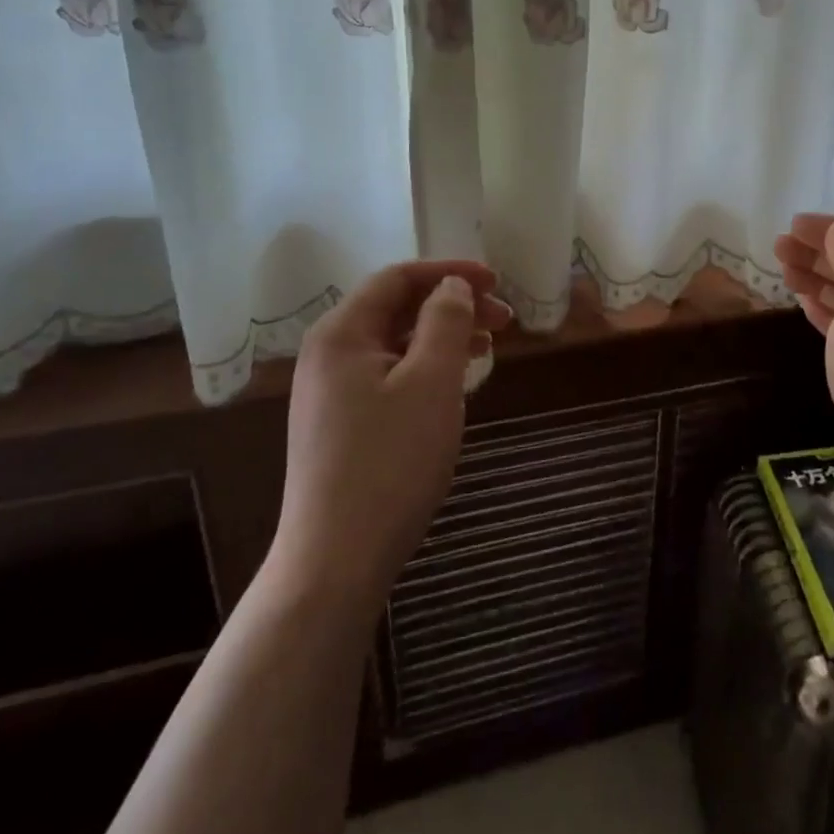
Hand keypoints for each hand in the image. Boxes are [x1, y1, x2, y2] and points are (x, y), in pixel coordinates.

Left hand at [270, 260, 513, 605]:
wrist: (336, 560)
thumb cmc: (390, 463)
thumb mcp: (431, 383)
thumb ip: (446, 323)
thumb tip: (452, 286)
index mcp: (341, 333)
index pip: (397, 278)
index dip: (449, 272)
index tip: (497, 282)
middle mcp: (328, 354)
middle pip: (396, 309)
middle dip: (452, 306)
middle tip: (505, 320)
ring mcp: (331, 392)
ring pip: (396, 345)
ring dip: (443, 338)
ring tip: (489, 348)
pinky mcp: (342, 425)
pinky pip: (389, 377)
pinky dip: (426, 369)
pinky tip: (455, 385)